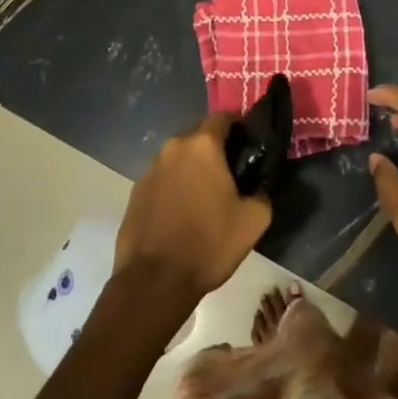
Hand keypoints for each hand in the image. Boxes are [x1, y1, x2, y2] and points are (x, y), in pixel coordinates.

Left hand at [114, 112, 271, 316]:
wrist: (154, 281)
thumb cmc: (209, 244)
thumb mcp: (253, 221)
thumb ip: (262, 192)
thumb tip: (258, 186)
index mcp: (202, 146)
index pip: (223, 117)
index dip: (238, 126)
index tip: (249, 144)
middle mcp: (173, 148)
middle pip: (198, 135)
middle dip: (215, 147)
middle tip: (230, 172)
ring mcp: (150, 169)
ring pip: (178, 157)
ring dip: (192, 167)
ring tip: (205, 195)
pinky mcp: (135, 191)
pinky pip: (162, 177)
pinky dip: (174, 185)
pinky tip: (182, 211)